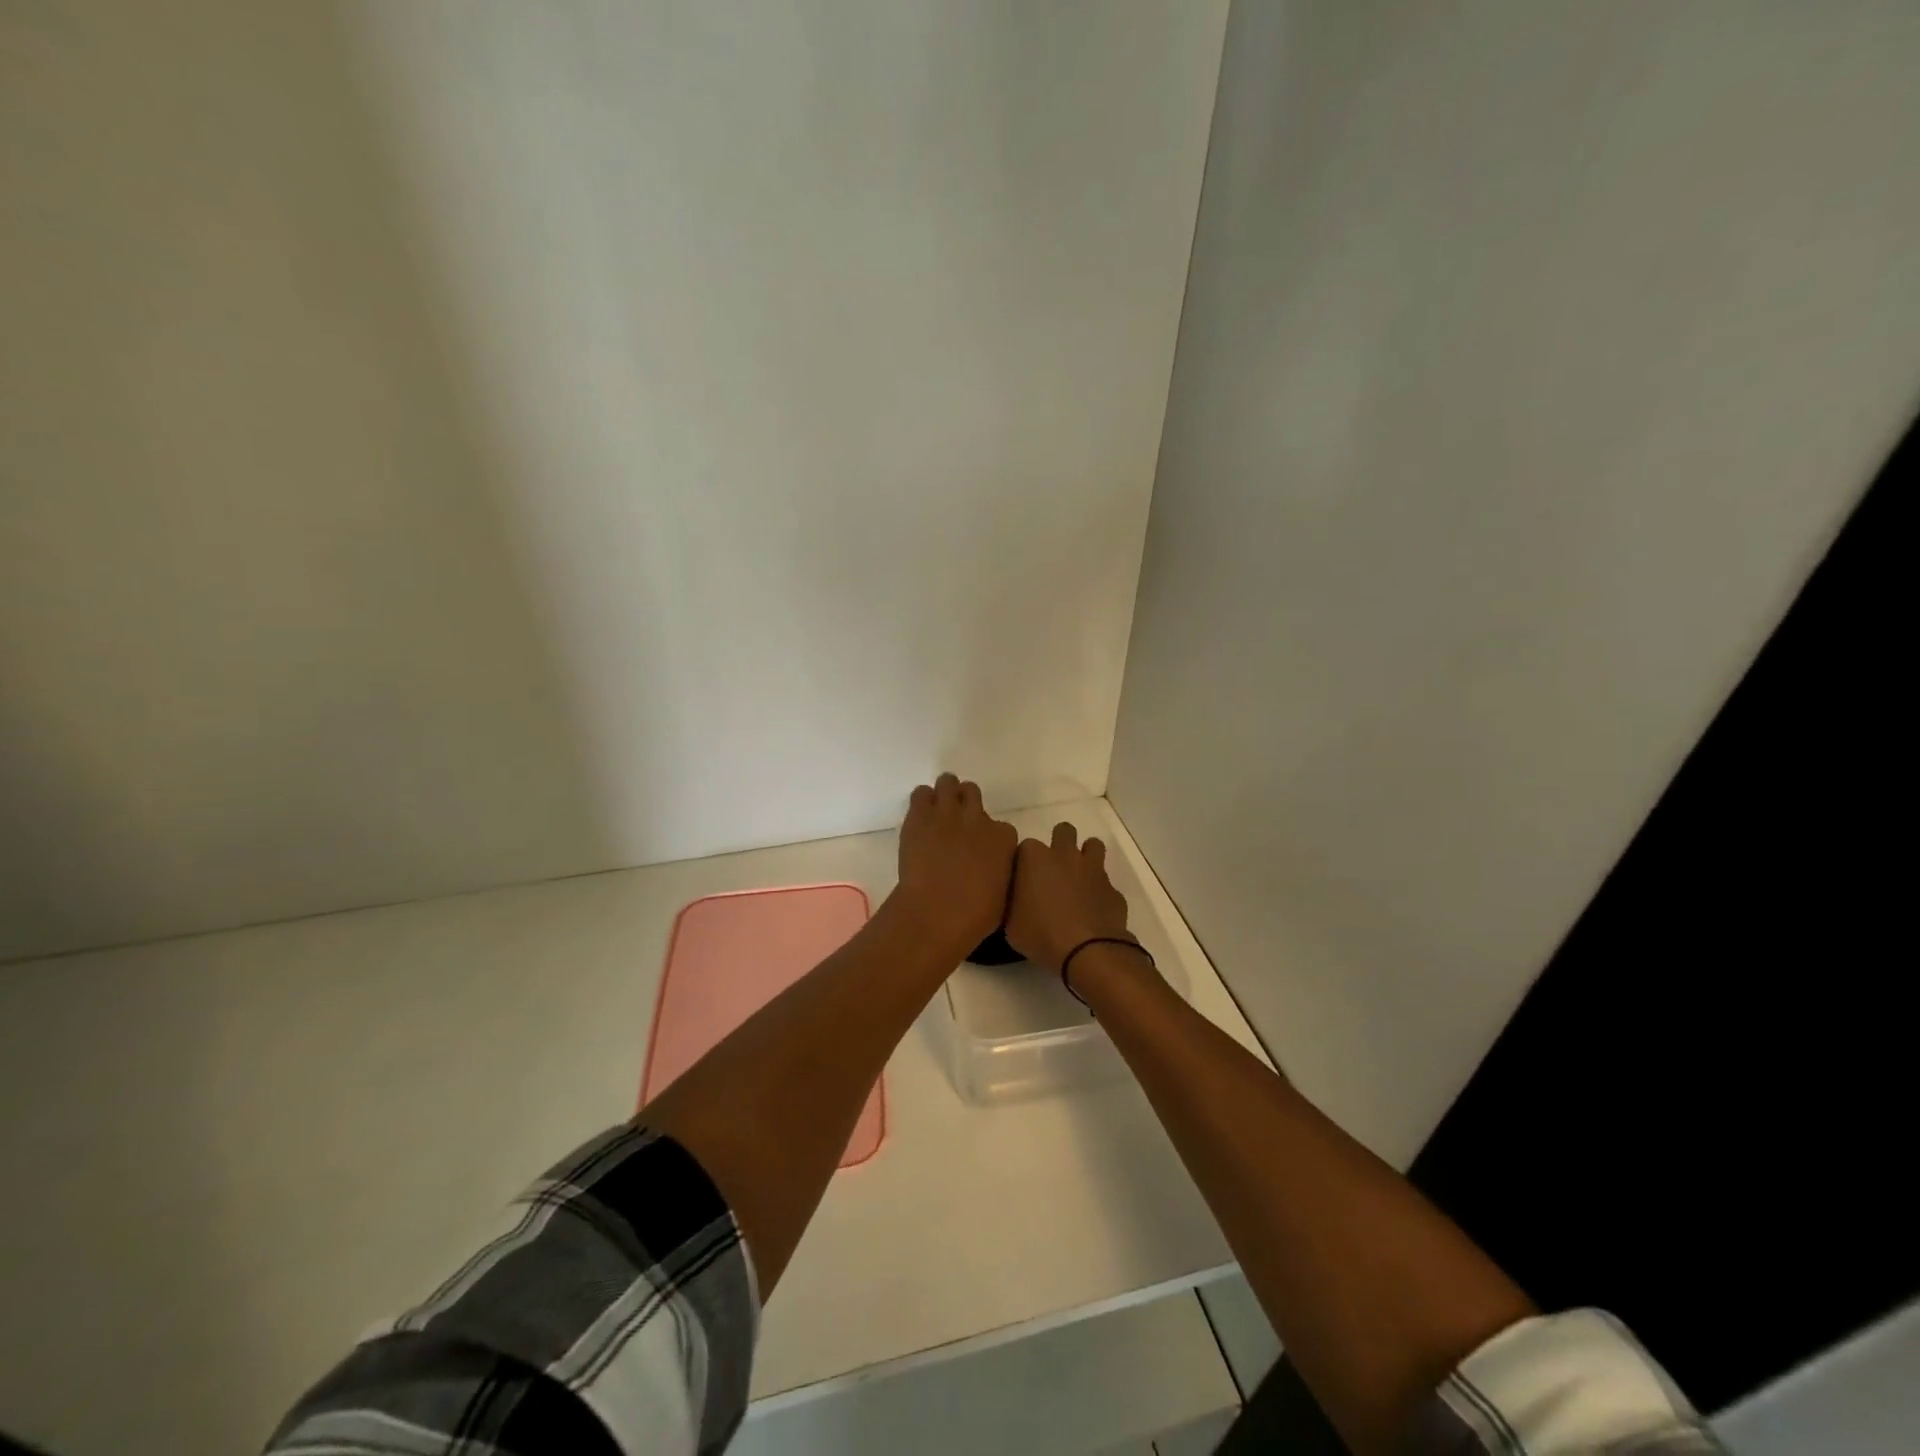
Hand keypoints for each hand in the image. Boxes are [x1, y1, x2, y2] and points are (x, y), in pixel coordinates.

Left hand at [893, 774, 1017, 956]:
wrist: (936, 912)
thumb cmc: (974, 916)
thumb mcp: (1002, 895)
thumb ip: (999, 873)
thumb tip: (991, 871)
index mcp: (1004, 839)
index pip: (1002, 827)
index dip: (989, 836)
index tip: (980, 849)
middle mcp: (978, 818)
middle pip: (973, 793)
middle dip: (965, 804)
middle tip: (955, 822)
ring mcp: (948, 813)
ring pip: (948, 783)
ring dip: (944, 794)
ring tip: (936, 811)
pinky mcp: (920, 815)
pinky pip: (921, 793)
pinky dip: (921, 802)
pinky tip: (919, 817)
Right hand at [1004, 821, 1134, 973]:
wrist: (1088, 951)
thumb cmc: (1041, 934)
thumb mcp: (1011, 925)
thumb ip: (1013, 904)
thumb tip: (1019, 902)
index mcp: (1034, 858)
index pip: (1025, 847)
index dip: (1025, 862)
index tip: (1023, 880)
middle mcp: (1064, 855)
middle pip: (1063, 831)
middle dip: (1060, 843)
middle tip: (1053, 870)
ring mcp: (1093, 869)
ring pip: (1093, 845)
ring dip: (1086, 857)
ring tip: (1078, 880)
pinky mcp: (1113, 889)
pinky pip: (1106, 883)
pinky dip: (1100, 892)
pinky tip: (1093, 911)